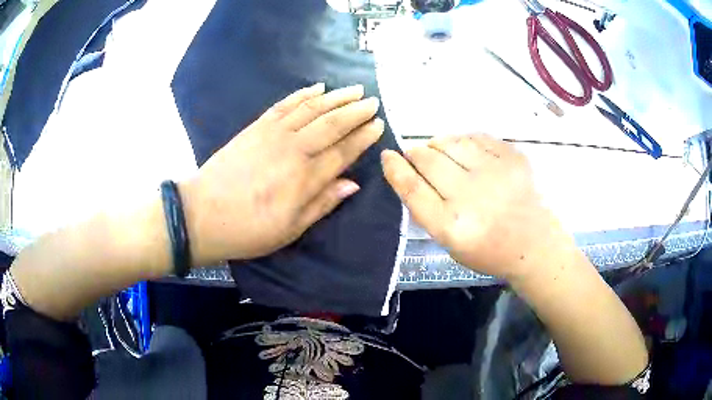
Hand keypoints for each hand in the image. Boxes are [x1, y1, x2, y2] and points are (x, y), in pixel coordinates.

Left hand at [181, 84, 383, 264]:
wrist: (202, 214)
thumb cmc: (248, 229)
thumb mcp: (290, 229)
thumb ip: (323, 203)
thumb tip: (353, 184)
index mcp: (306, 178)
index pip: (344, 151)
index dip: (363, 137)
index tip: (379, 125)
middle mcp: (294, 149)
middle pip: (332, 124)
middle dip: (356, 111)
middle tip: (373, 101)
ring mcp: (274, 133)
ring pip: (312, 108)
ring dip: (336, 97)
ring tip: (354, 89)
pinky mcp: (256, 126)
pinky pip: (285, 104)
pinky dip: (303, 94)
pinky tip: (317, 87)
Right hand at [381, 134, 567, 280]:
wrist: (535, 245)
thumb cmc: (490, 251)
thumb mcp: (450, 244)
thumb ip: (428, 211)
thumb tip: (410, 174)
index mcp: (451, 225)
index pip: (412, 187)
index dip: (395, 168)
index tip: (387, 156)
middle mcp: (470, 196)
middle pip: (427, 159)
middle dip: (415, 154)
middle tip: (416, 156)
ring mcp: (494, 172)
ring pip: (450, 142)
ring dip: (437, 144)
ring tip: (440, 152)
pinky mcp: (513, 158)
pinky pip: (476, 137)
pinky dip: (463, 140)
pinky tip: (464, 149)